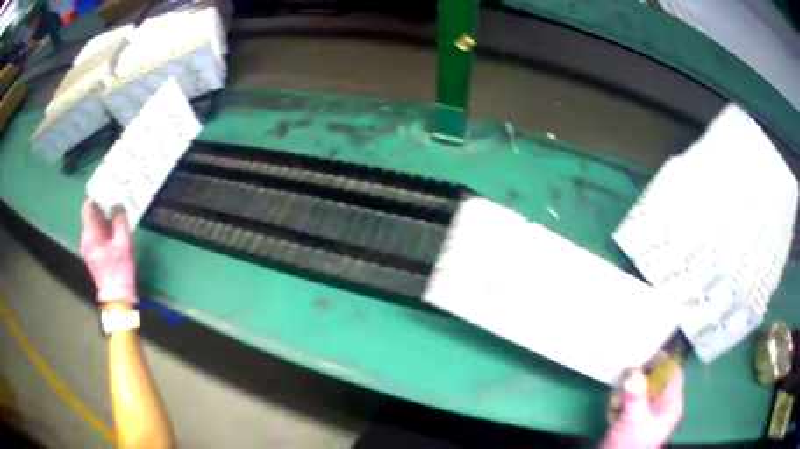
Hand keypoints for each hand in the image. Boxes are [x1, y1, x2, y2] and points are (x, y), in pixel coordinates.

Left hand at [80, 199, 137, 304]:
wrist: (117, 299)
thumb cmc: (119, 271)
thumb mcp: (123, 245)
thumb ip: (120, 222)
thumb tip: (118, 204)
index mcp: (90, 235)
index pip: (88, 208)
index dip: (96, 196)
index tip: (107, 189)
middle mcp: (86, 240)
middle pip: (91, 216)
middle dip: (102, 207)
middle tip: (115, 199)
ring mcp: (89, 248)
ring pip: (94, 226)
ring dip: (104, 218)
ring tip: (117, 212)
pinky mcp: (93, 255)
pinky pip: (97, 235)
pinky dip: (104, 229)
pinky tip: (115, 230)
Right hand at [602, 366, 683, 448]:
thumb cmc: (630, 445)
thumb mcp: (633, 420)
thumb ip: (635, 395)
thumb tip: (633, 369)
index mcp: (671, 403)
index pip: (673, 372)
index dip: (661, 362)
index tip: (643, 357)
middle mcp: (662, 404)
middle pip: (654, 379)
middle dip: (636, 381)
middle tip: (622, 386)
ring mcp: (647, 412)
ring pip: (638, 390)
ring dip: (624, 394)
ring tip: (615, 406)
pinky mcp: (634, 418)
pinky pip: (629, 401)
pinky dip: (619, 404)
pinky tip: (613, 415)